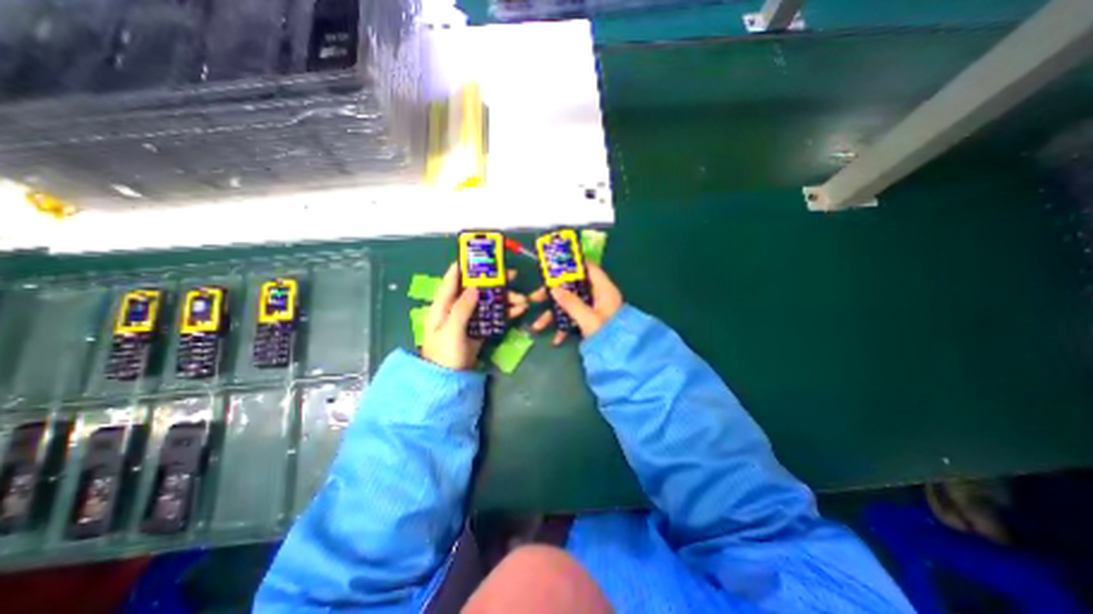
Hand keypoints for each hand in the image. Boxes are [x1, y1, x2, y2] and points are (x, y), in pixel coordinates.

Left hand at [419, 261, 532, 367]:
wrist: (449, 380)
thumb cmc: (444, 354)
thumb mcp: (450, 330)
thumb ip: (461, 308)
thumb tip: (475, 287)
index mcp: (443, 306)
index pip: (453, 280)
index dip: (464, 266)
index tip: (478, 255)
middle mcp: (457, 308)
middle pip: (476, 289)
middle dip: (494, 282)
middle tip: (513, 275)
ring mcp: (470, 319)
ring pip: (489, 302)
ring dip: (505, 299)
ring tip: (522, 299)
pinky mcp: (480, 328)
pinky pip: (494, 316)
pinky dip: (506, 312)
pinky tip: (519, 310)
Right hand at [529, 261, 623, 343]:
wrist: (620, 358)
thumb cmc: (608, 334)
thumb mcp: (588, 318)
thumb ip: (571, 303)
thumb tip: (554, 289)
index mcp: (604, 289)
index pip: (589, 268)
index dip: (572, 264)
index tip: (553, 266)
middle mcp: (598, 296)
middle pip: (573, 287)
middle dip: (553, 294)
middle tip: (535, 297)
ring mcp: (593, 309)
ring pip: (570, 304)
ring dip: (554, 315)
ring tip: (537, 326)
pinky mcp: (589, 322)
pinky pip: (573, 318)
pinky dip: (564, 327)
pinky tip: (556, 339)